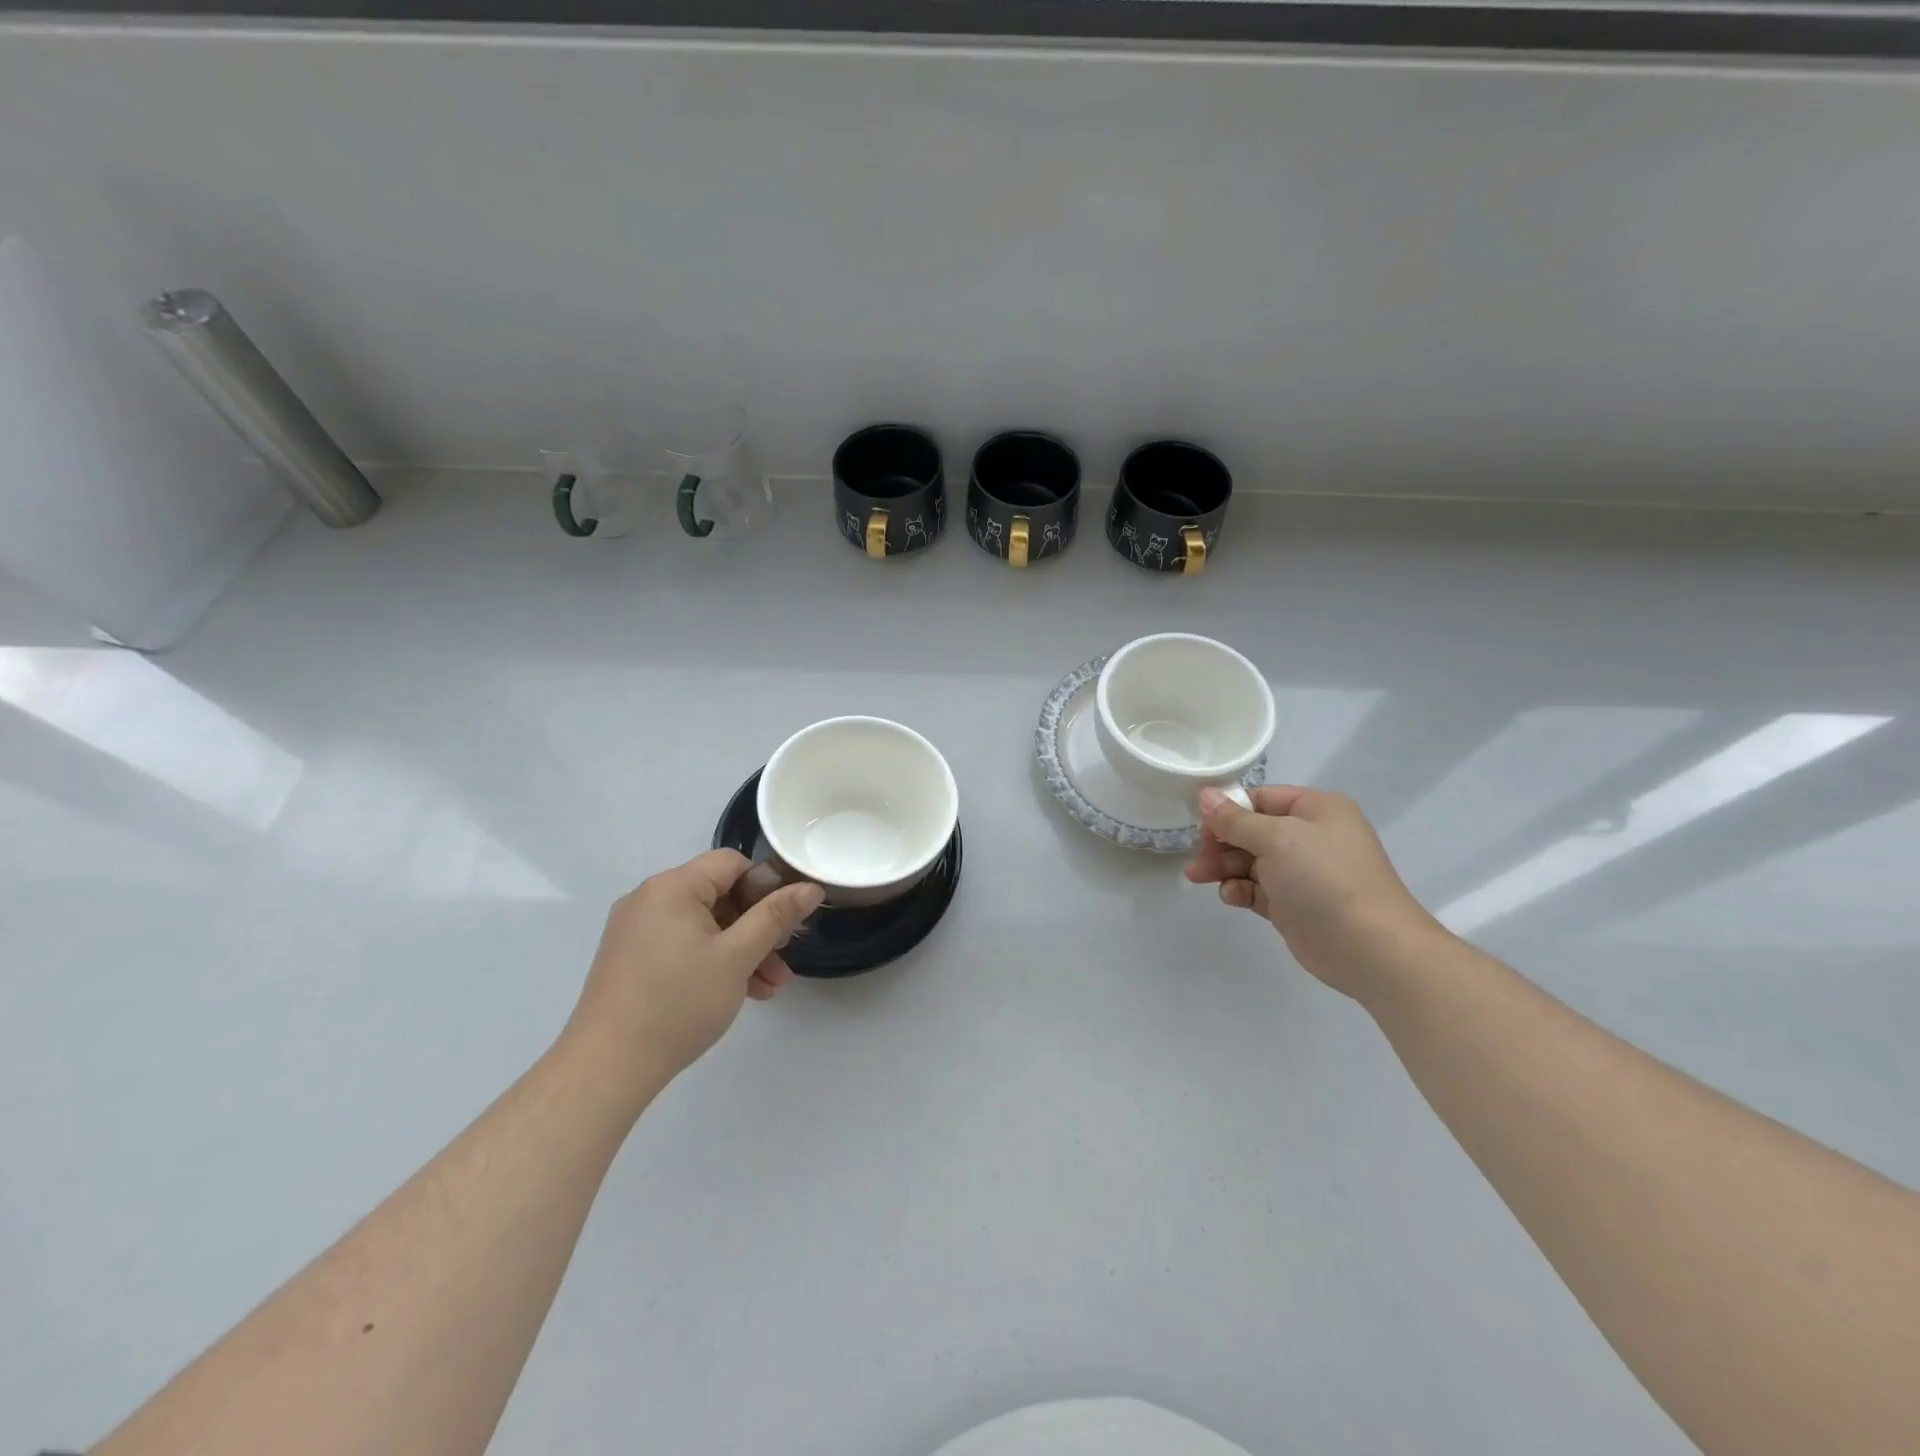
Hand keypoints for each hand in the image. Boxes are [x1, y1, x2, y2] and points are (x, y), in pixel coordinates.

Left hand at [563, 850, 824, 1099]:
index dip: (766, 885)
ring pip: (705, 925)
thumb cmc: (678, 1004)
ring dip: (742, 949)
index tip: (786, 921)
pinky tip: (742, 992)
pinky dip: (713, 961)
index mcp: (672, 887)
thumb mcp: (737, 957)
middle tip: (784, 958)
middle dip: (758, 926)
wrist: (606, 1069)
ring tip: (771, 986)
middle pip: (720, 895)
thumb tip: (811, 886)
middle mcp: (650, 898)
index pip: (732, 862)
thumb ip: (776, 916)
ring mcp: (637, 930)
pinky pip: (683, 944)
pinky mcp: (632, 958)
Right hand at [1185, 784, 1444, 998]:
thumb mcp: (1276, 838)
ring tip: (1199, 877)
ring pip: (1250, 861)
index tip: (1201, 827)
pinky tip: (1230, 897)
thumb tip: (1204, 794)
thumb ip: (1235, 819)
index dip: (1228, 810)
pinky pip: (1257, 889)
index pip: (1261, 799)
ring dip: (1224, 867)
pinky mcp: (1294, 904)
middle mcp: (1310, 836)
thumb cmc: (1324, 878)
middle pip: (1252, 830)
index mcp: (1316, 809)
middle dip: (1221, 843)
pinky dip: (1240, 889)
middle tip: (1198, 858)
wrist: (1369, 947)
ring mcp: (1302, 872)